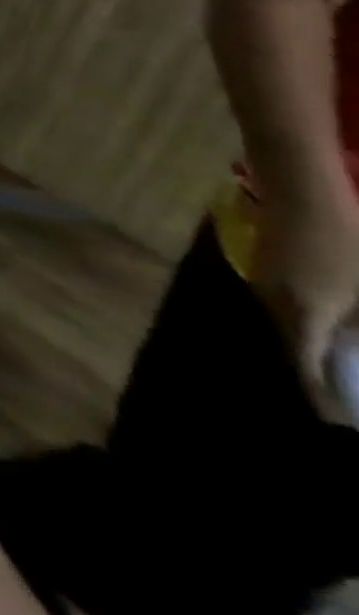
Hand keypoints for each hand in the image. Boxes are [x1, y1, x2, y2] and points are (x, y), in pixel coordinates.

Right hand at [252, 175, 358, 399]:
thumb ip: (357, 326)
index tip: (336, 423)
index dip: (322, 397)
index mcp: (304, 312)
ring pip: (288, 323)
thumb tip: (351, 351)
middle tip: (346, 393)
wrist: (301, 192)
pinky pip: (286, 305)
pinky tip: (326, 320)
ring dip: (312, 343)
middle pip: (294, 344)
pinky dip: (306, 322)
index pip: (307, 366)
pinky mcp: (265, 266)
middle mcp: (274, 300)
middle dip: (317, 370)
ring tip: (339, 360)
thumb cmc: (347, 243)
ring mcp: (264, 280)